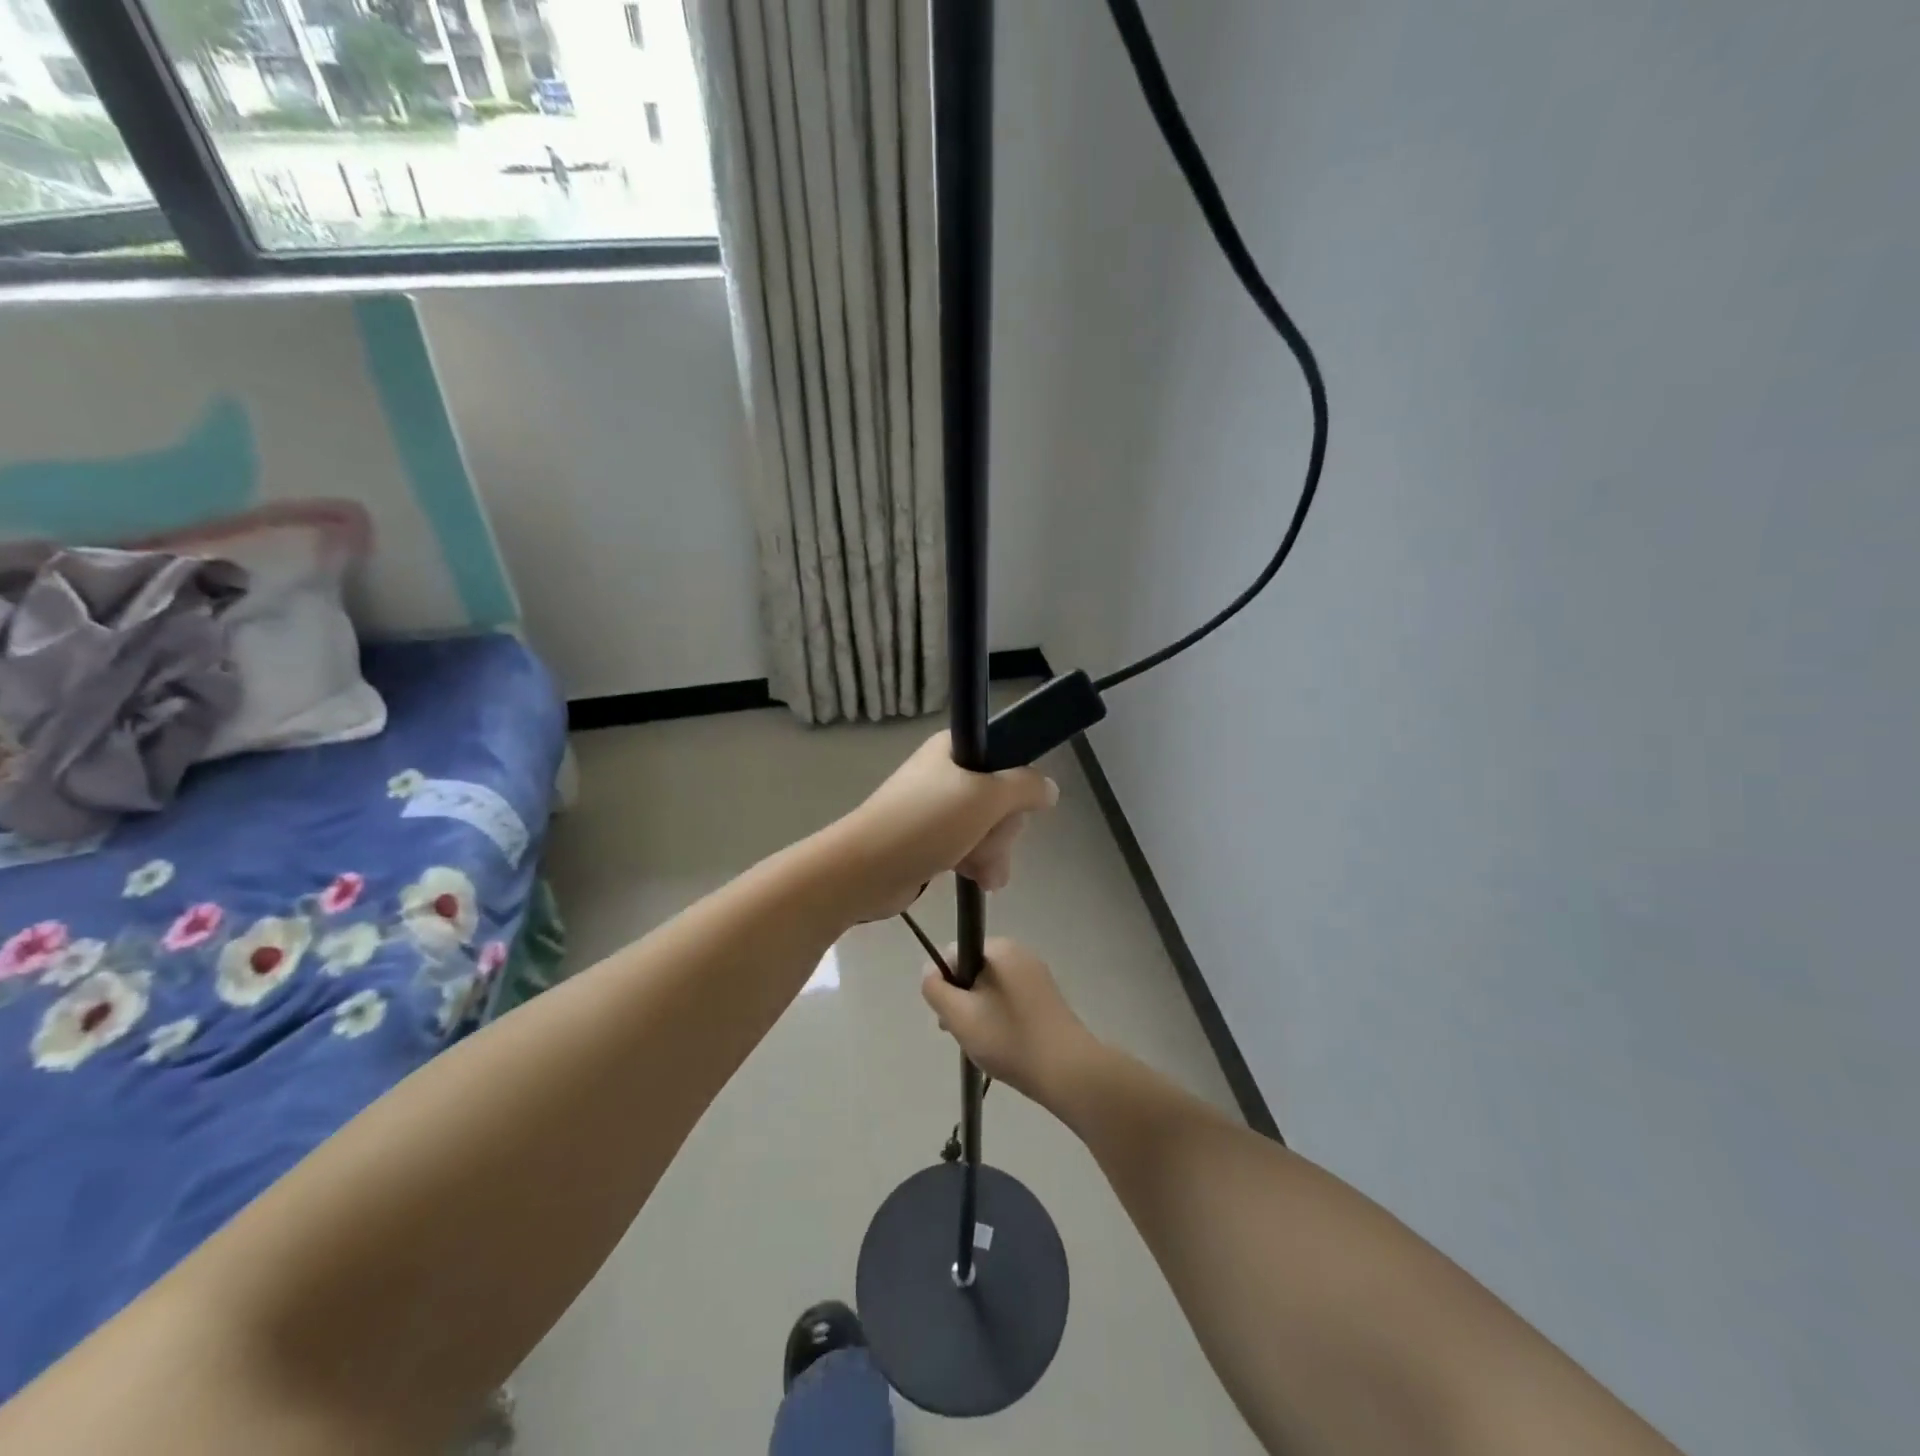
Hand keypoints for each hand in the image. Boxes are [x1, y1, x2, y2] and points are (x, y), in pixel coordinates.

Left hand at [831, 733, 1057, 922]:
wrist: (865, 870)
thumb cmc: (925, 823)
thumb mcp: (986, 797)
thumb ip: (1025, 788)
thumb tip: (1050, 789)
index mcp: (953, 750)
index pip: (1005, 757)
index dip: (1016, 786)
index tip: (1013, 807)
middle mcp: (945, 774)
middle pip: (999, 798)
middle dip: (1002, 829)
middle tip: (989, 842)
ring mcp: (935, 808)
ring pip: (986, 827)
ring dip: (992, 851)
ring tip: (982, 871)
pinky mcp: (928, 840)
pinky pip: (967, 846)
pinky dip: (975, 861)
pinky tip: (977, 879)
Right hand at [920, 938, 1099, 1108]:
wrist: (1067, 1070)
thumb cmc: (1009, 1039)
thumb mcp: (960, 1016)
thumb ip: (936, 988)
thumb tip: (929, 969)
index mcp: (1000, 948)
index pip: (954, 953)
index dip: (944, 983)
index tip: (948, 1016)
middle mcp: (1019, 953)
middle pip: (973, 969)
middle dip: (962, 999)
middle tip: (963, 1033)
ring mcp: (1036, 974)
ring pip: (991, 987)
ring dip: (979, 1011)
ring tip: (982, 1044)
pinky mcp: (1046, 996)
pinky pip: (1010, 998)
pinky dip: (1000, 1016)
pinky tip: (1003, 1043)